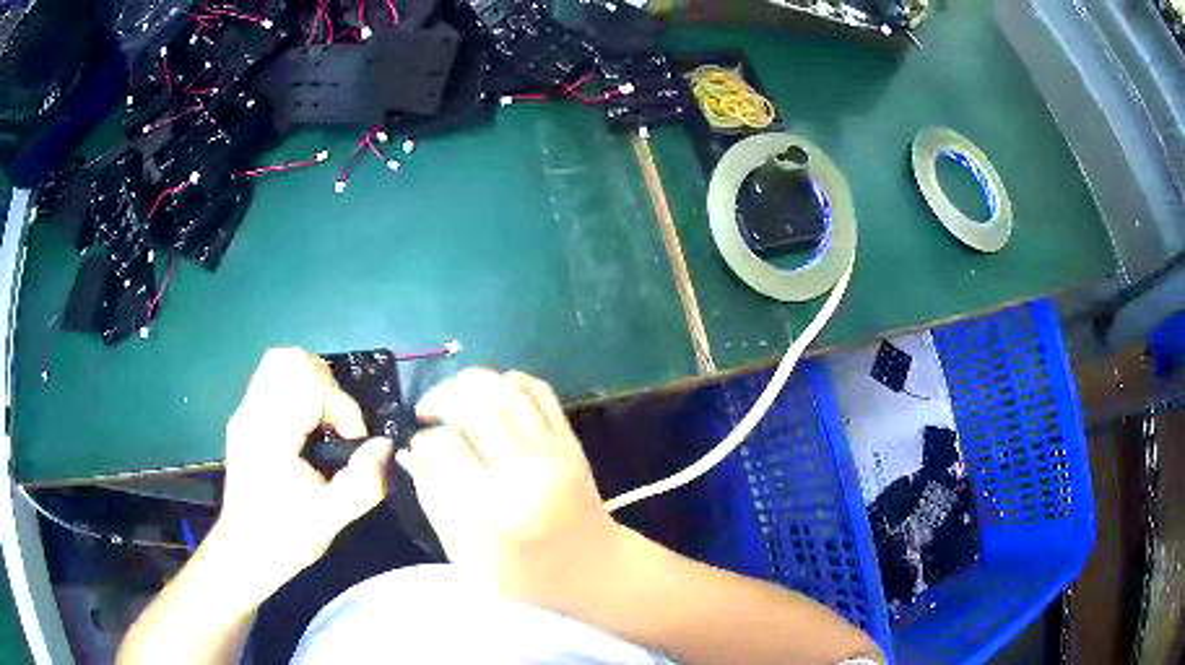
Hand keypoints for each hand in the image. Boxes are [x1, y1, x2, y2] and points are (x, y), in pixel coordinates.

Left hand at [215, 348, 392, 600]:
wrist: (244, 552)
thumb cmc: (285, 538)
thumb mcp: (331, 519)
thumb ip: (364, 482)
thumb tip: (385, 445)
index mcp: (269, 436)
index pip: (310, 386)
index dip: (342, 408)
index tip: (351, 443)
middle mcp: (252, 413)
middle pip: (292, 361)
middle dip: (327, 386)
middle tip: (338, 425)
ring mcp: (244, 412)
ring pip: (279, 362)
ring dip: (312, 381)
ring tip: (325, 418)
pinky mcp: (244, 417)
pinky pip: (271, 378)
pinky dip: (297, 387)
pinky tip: (307, 423)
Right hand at [397, 368, 621, 605]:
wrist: (593, 569)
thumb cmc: (524, 575)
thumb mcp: (466, 554)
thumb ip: (433, 500)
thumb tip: (409, 454)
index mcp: (491, 510)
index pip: (442, 448)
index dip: (421, 442)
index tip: (418, 449)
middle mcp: (523, 474)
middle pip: (474, 405)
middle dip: (441, 397)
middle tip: (429, 411)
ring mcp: (552, 453)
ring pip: (506, 390)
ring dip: (471, 381)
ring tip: (454, 395)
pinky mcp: (571, 442)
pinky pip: (540, 392)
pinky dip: (511, 381)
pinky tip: (492, 392)